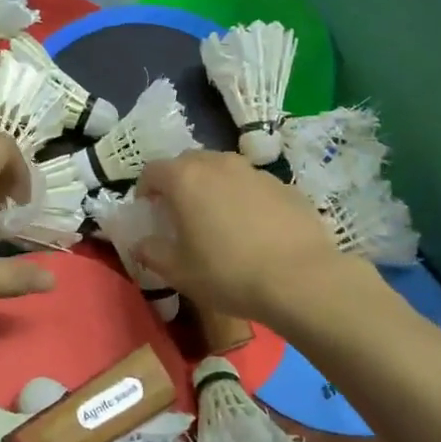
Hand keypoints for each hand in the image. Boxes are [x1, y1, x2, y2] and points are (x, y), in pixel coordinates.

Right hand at [134, 151, 359, 326]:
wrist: (300, 279)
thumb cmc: (228, 273)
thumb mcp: (179, 272)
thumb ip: (152, 253)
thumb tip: (140, 244)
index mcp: (185, 179)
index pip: (153, 170)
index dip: (145, 189)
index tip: (149, 210)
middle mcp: (218, 164)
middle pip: (188, 162)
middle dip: (178, 182)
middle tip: (180, 213)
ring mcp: (254, 171)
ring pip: (223, 169)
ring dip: (213, 186)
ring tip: (218, 218)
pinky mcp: (283, 185)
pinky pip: (252, 184)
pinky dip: (243, 197)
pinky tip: (253, 228)